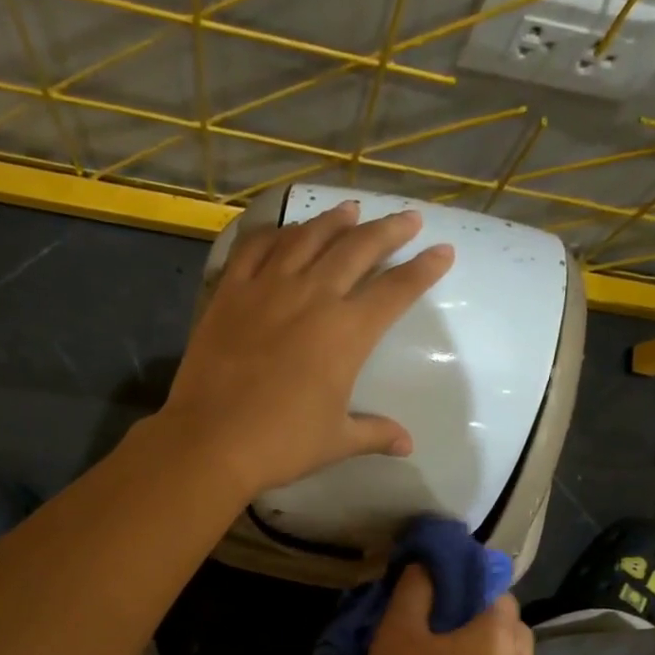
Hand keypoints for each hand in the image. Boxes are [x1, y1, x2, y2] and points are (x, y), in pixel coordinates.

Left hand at [161, 201, 453, 493]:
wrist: (211, 440)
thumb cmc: (281, 443)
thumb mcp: (336, 441)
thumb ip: (375, 433)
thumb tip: (407, 445)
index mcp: (347, 332)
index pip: (396, 290)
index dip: (424, 269)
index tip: (443, 251)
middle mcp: (313, 296)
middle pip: (358, 249)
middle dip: (389, 230)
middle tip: (408, 219)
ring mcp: (268, 288)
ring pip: (308, 237)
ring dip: (335, 220)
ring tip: (352, 210)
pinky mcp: (230, 291)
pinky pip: (255, 247)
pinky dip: (275, 233)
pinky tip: (285, 230)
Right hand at [365, 565, 533, 654]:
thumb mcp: (398, 633)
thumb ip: (414, 591)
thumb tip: (426, 566)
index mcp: (498, 631)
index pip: (497, 586)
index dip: (470, 578)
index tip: (440, 582)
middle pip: (507, 618)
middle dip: (479, 610)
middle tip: (441, 612)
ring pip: (506, 648)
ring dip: (483, 639)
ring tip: (445, 642)